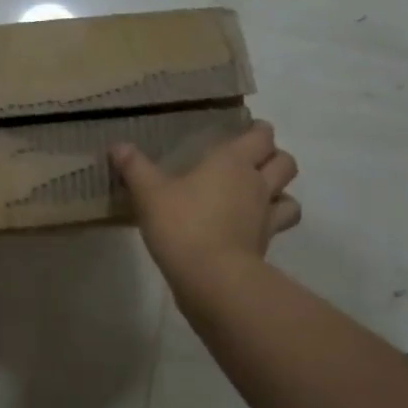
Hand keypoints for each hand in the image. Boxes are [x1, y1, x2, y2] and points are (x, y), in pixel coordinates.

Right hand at [110, 122, 300, 293]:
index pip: (260, 135)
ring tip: (259, 191)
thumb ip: (134, 167)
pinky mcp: (266, 241)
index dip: (256, 131)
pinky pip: (281, 222)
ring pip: (290, 192)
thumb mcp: (148, 193)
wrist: (211, 276)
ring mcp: (266, 213)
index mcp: (231, 161)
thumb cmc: (181, 224)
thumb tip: (118, 146)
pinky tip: (255, 222)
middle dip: (273, 156)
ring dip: (281, 188)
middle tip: (250, 161)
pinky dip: (275, 218)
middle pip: (284, 160)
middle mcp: (256, 182)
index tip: (244, 131)